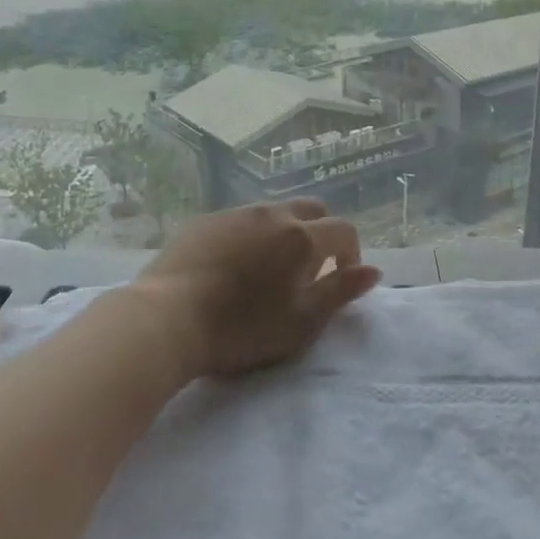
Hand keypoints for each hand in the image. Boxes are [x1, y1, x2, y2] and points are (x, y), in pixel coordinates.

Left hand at [133, 200, 380, 378]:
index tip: (341, 279)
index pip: (343, 230)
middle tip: (308, 270)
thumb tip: (373, 271)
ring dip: (282, 233)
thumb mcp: (301, 321)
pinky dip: (249, 236)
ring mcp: (234, 213)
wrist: (167, 318)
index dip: (351, 253)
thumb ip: (340, 292)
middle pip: (310, 210)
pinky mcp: (203, 220)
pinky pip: (239, 220)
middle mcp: (271, 214)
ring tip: (267, 270)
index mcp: (301, 237)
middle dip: (320, 234)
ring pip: (273, 213)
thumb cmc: (242, 328)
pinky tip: (231, 266)